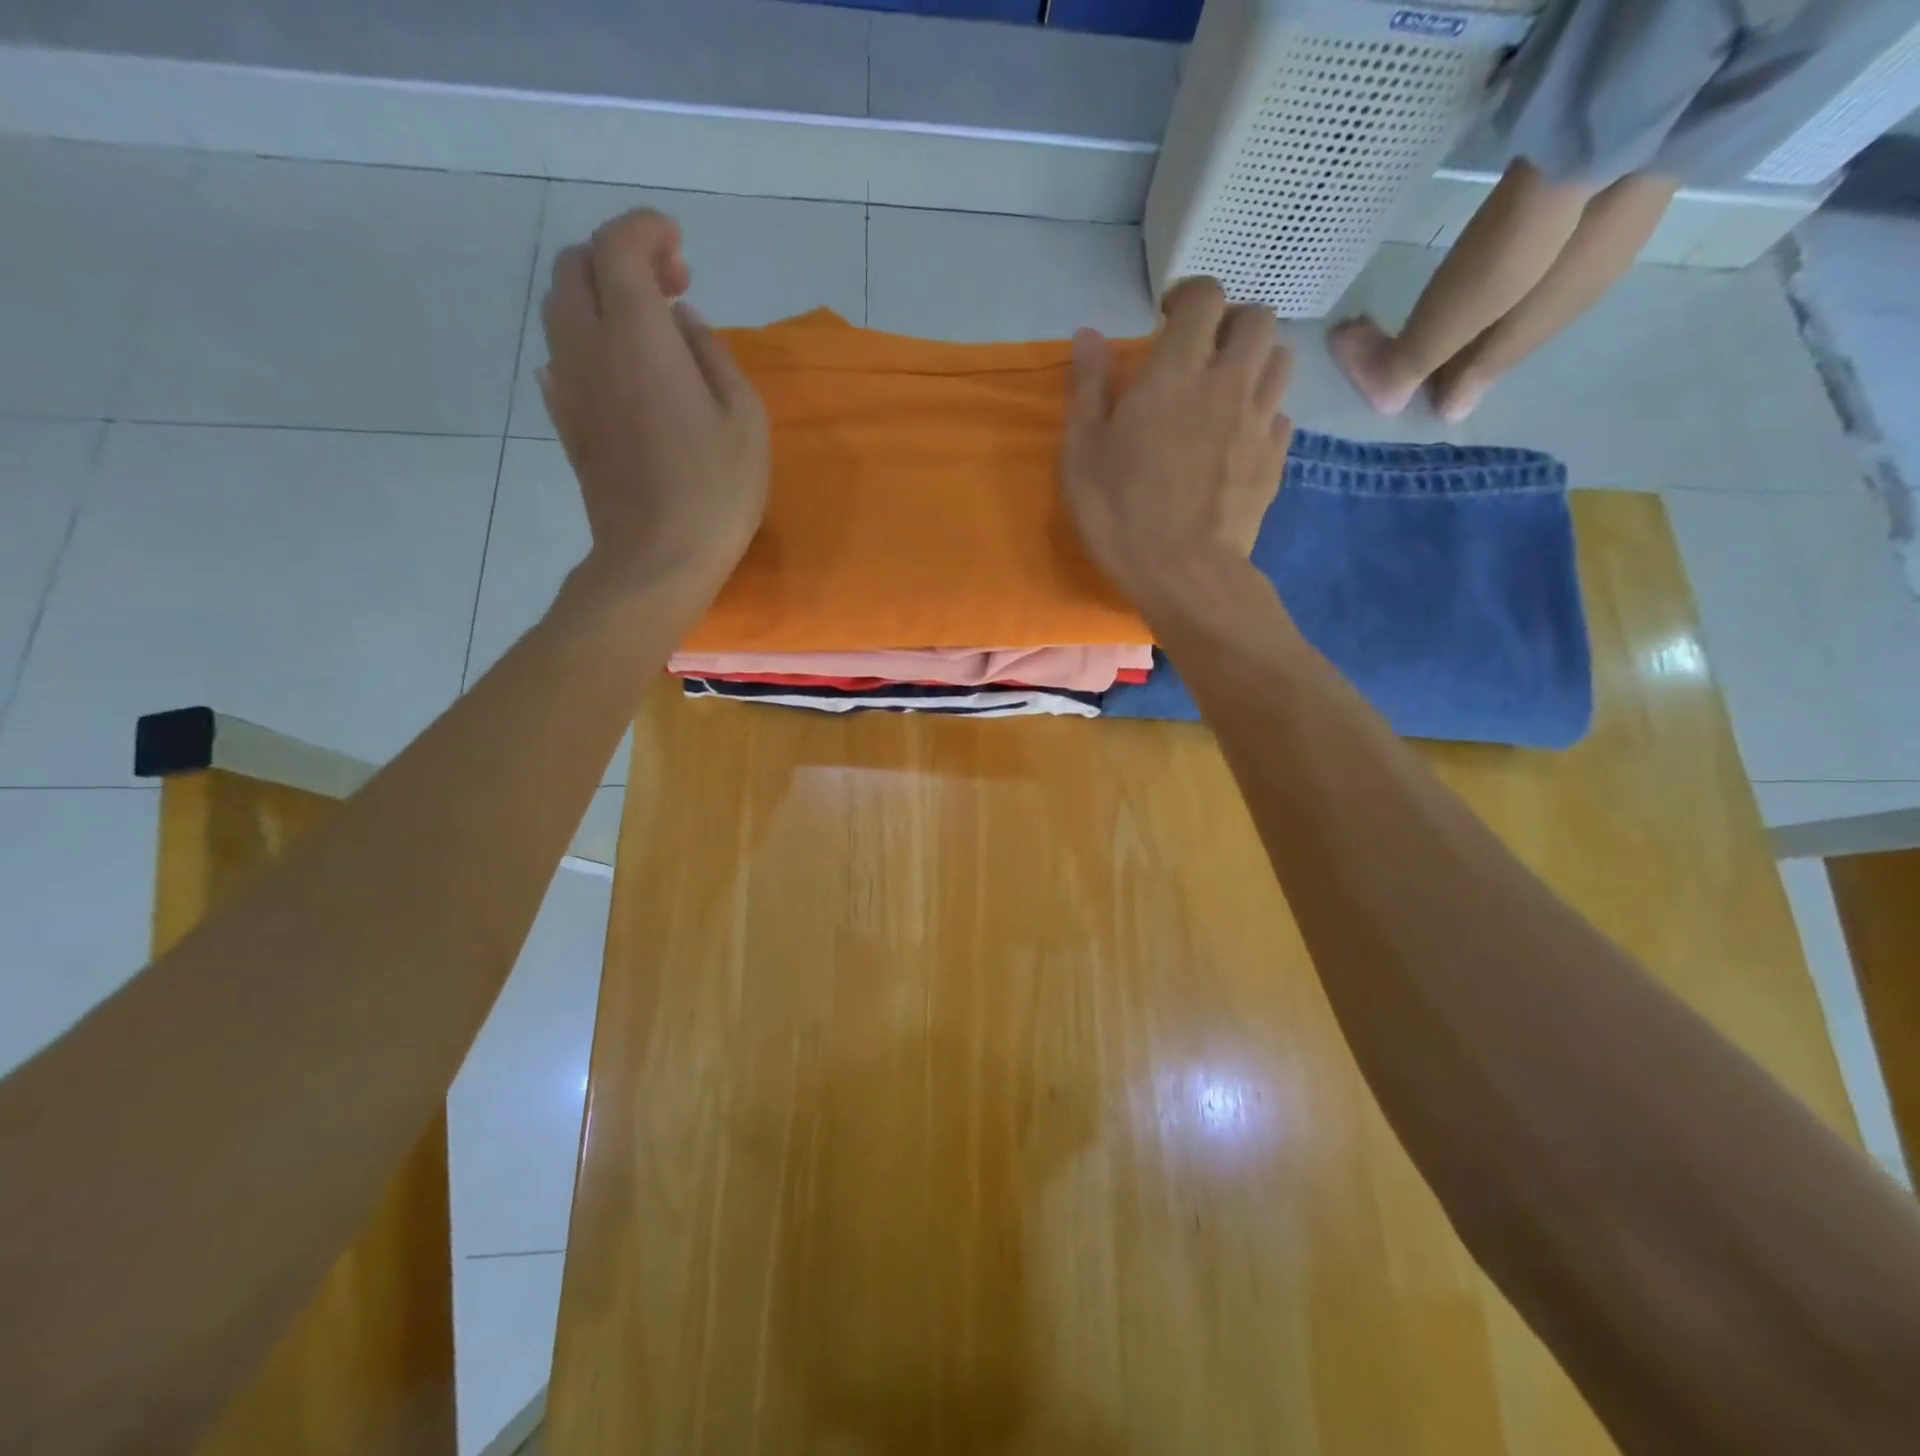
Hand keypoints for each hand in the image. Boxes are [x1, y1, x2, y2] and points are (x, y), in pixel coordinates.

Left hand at [539, 209, 768, 603]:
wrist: (656, 559)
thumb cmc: (715, 492)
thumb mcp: (745, 420)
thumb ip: (714, 356)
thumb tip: (685, 324)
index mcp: (639, 337)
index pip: (619, 246)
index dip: (646, 230)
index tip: (679, 245)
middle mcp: (590, 346)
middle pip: (576, 266)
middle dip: (620, 258)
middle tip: (671, 288)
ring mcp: (569, 385)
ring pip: (561, 308)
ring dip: (599, 297)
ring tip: (648, 329)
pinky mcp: (565, 421)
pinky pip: (560, 356)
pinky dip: (586, 341)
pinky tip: (618, 368)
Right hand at [1061, 277, 1291, 612]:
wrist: (1186, 574)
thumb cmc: (1121, 515)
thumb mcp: (1082, 455)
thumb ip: (1087, 388)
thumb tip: (1088, 334)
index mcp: (1177, 373)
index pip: (1204, 297)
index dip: (1188, 296)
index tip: (1166, 318)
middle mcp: (1228, 382)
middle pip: (1257, 317)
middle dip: (1231, 322)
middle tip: (1202, 352)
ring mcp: (1259, 421)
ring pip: (1280, 359)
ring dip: (1255, 361)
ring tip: (1225, 390)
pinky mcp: (1275, 458)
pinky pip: (1281, 413)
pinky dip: (1263, 412)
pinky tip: (1238, 438)